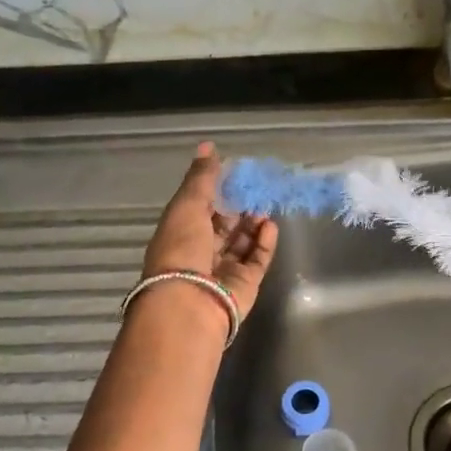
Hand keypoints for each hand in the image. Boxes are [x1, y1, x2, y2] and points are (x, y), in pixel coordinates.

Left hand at [142, 143, 278, 316]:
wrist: (190, 303)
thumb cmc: (181, 250)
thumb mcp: (187, 206)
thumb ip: (201, 178)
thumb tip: (208, 146)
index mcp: (179, 233)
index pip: (200, 208)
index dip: (216, 190)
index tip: (234, 172)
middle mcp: (200, 252)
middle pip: (223, 225)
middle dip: (238, 206)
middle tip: (256, 187)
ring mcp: (224, 269)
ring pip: (242, 241)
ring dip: (253, 222)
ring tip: (264, 206)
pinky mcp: (246, 283)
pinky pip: (258, 258)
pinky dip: (265, 241)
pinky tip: (270, 225)